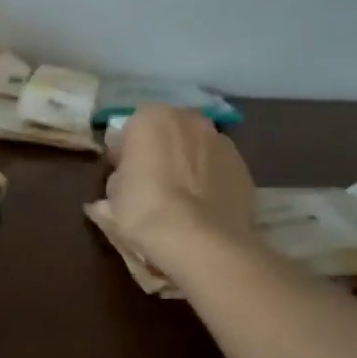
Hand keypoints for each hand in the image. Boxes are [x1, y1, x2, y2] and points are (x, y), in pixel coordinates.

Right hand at [106, 105, 254, 260]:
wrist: (200, 240)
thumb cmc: (145, 210)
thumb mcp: (112, 197)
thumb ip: (118, 180)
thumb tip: (121, 184)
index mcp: (150, 117)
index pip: (129, 130)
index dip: (124, 154)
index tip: (122, 177)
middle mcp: (189, 119)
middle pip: (168, 132)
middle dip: (159, 151)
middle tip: (151, 184)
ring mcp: (221, 140)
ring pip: (196, 148)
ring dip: (187, 163)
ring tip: (181, 199)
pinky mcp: (243, 166)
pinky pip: (217, 168)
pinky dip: (210, 180)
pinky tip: (202, 208)